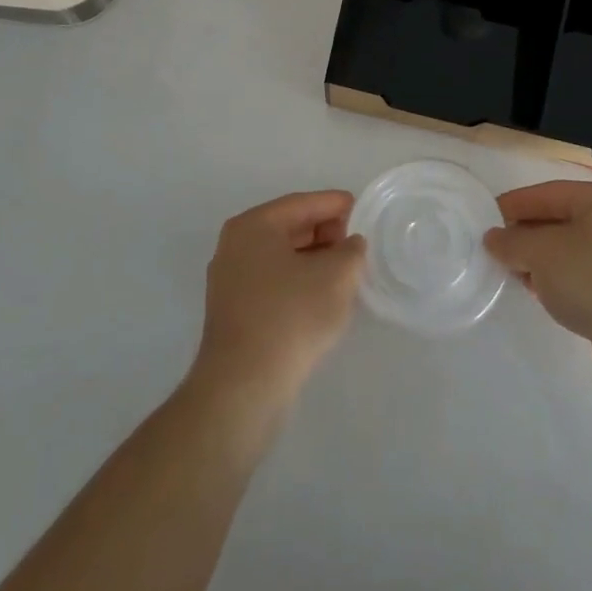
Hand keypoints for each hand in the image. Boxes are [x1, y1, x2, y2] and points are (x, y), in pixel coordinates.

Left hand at [189, 190, 366, 414]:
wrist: (244, 386)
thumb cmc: (291, 316)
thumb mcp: (336, 276)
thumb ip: (351, 250)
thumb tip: (349, 245)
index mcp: (254, 225)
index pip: (302, 204)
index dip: (335, 205)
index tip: (361, 210)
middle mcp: (235, 245)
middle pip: (289, 228)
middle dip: (325, 232)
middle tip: (356, 244)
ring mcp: (229, 280)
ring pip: (280, 257)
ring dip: (313, 259)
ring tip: (344, 271)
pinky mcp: (233, 312)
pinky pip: (272, 282)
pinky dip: (298, 281)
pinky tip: (321, 297)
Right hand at [484, 181, 591, 401]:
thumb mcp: (542, 251)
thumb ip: (513, 242)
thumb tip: (493, 239)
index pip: (551, 193)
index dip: (518, 203)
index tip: (489, 217)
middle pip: (562, 222)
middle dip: (529, 234)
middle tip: (497, 247)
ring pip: (572, 254)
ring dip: (542, 262)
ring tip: (514, 273)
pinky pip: (584, 280)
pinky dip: (560, 283)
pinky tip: (542, 295)